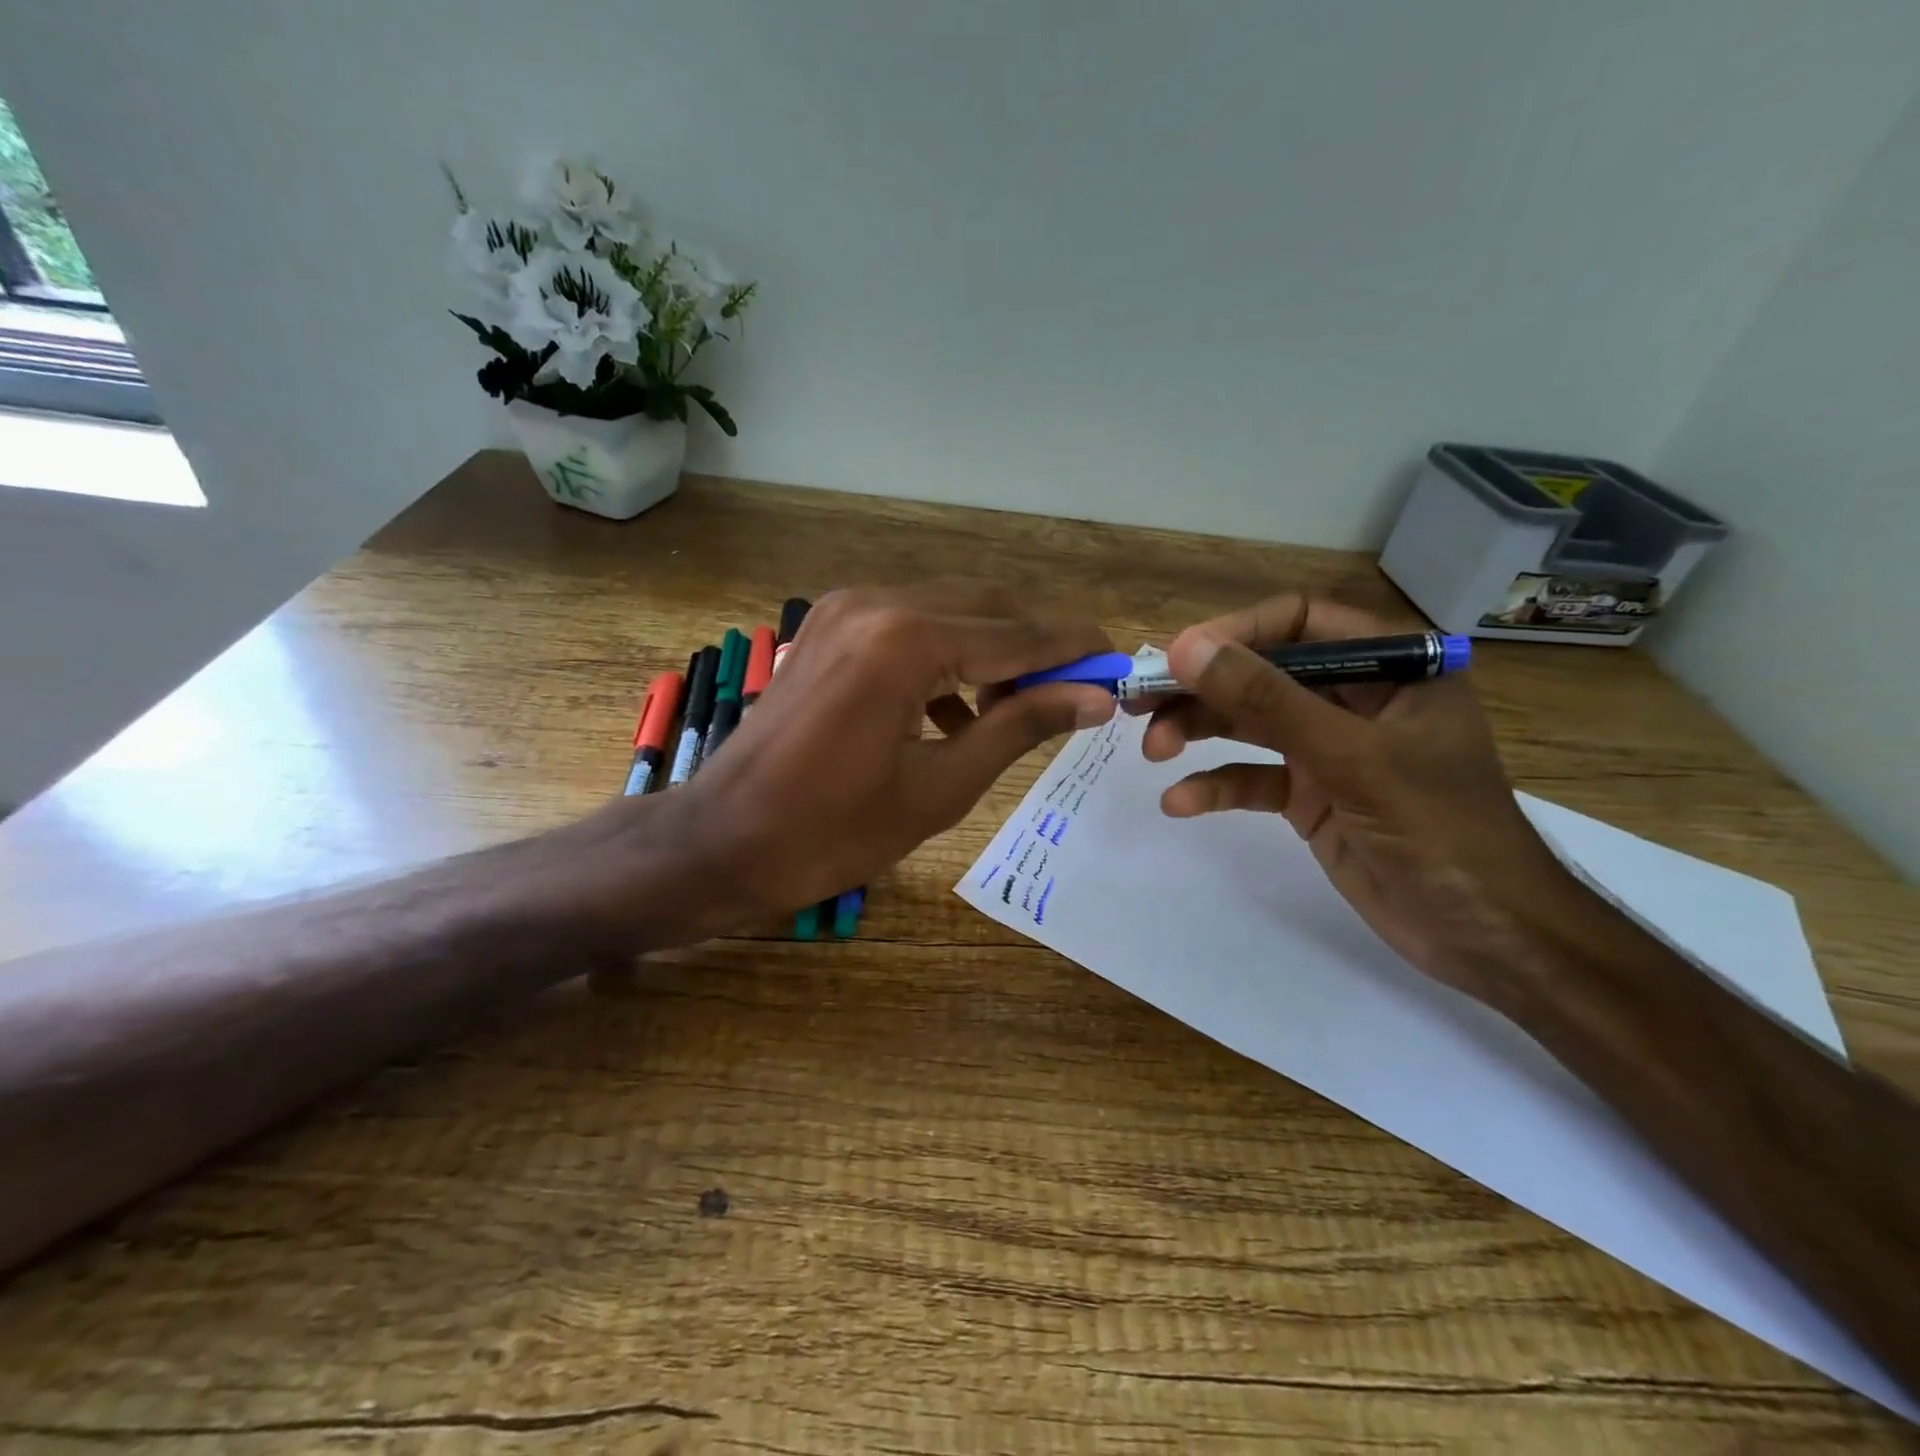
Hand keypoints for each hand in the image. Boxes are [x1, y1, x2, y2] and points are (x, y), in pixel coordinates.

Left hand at [660, 585, 1114, 927]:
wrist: (723, 840)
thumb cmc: (832, 832)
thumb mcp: (941, 787)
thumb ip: (1021, 728)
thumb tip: (1095, 698)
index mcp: (906, 641)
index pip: (1018, 634)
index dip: (1075, 650)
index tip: (1121, 666)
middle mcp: (877, 603)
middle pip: (987, 609)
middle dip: (1037, 651)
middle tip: (1076, 698)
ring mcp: (845, 608)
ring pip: (950, 613)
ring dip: (992, 655)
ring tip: (1016, 716)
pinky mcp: (829, 626)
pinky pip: (910, 626)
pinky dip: (945, 659)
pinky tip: (956, 713)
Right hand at [1143, 594, 1589, 1001]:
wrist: (1487, 938)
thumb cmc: (1440, 831)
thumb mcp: (1350, 757)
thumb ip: (1267, 700)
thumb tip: (1186, 649)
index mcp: (1391, 666)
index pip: (1300, 622)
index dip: (1235, 633)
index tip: (1176, 656)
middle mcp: (1357, 698)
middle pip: (1263, 674)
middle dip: (1203, 689)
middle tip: (1140, 703)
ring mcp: (1332, 749)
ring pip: (1251, 724)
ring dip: (1199, 733)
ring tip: (1152, 750)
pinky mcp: (1313, 795)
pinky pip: (1254, 778)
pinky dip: (1216, 787)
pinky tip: (1180, 803)